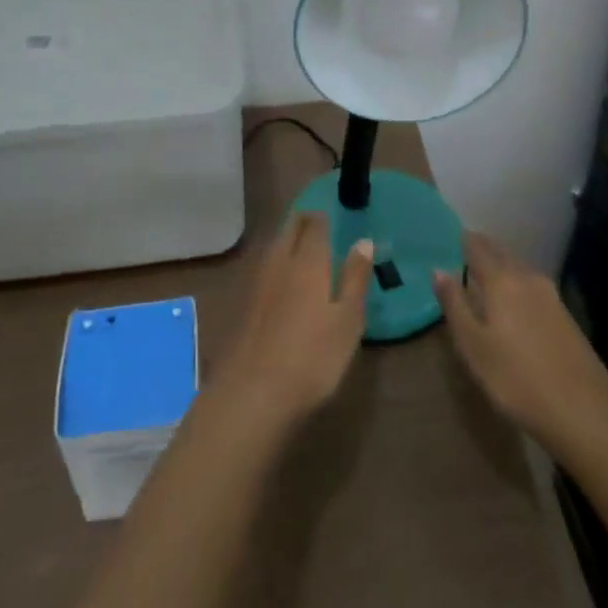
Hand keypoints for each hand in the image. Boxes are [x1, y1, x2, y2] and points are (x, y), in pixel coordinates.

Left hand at [214, 213, 372, 429]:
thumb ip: (355, 278)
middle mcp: (280, 261)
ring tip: (301, 245)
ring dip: (287, 239)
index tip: (331, 216)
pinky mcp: (244, 302)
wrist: (254, 392)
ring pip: (273, 246)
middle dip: (302, 221)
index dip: (322, 217)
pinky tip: (281, 277)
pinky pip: (263, 266)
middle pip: (289, 229)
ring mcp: (257, 281)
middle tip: (317, 224)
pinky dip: (275, 261)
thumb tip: (364, 241)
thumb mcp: (348, 320)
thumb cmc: (313, 357)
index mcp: (308, 261)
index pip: (314, 225)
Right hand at [433, 232, 607, 459]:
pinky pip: (533, 285)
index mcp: (501, 281)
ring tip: (485, 271)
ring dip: (501, 264)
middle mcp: (527, 278)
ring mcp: (551, 296)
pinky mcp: (565, 315)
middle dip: (482, 248)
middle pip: (501, 253)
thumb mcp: (473, 346)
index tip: (450, 236)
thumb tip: (438, 270)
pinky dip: (517, 282)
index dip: (463, 240)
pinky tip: (514, 298)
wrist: (583, 411)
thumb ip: (455, 305)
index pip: (477, 248)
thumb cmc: (516, 379)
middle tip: (464, 249)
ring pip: (519, 268)